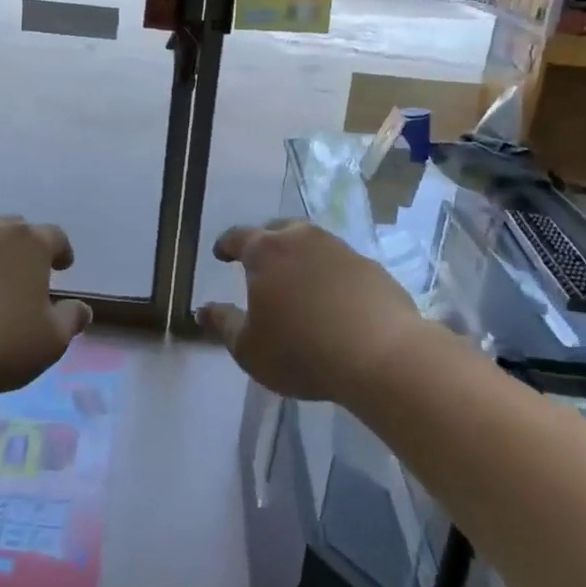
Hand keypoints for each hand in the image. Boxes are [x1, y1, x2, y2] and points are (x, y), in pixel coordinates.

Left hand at [0, 217, 91, 395]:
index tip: (65, 265)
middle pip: (13, 230)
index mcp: (29, 245)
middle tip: (28, 270)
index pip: (54, 236)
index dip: (62, 250)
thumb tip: (82, 309)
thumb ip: (71, 320)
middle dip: (23, 247)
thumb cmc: (3, 341)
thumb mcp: (51, 340)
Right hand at [197, 220, 422, 401]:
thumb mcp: (248, 348)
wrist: (383, 356)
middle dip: (265, 243)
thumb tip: (202, 310)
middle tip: (259, 263)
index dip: (226, 245)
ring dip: (300, 257)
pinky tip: (333, 300)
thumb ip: (223, 324)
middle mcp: (302, 239)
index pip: (238, 236)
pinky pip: (341, 264)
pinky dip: (330, 275)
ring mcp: (341, 250)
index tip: (220, 254)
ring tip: (297, 282)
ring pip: (312, 244)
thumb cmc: (302, 351)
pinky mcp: (372, 268)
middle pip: (278, 230)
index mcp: (266, 251)